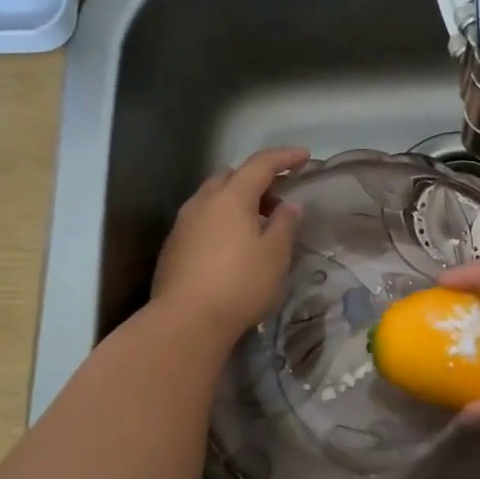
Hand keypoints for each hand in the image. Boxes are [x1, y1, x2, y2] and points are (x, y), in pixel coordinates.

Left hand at [151, 147, 309, 344]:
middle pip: (232, 176)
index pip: (260, 164)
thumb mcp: (275, 255)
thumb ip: (285, 224)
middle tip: (279, 197)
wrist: (186, 321)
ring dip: (237, 201)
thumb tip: (290, 205)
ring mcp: (183, 223)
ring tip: (258, 223)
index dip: (284, 157)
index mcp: (231, 197)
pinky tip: (233, 245)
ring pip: (213, 198)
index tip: (305, 157)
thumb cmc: (240, 284)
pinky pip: (202, 220)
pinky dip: (222, 220)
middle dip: (257, 179)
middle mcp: (203, 202)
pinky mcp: (174, 246)